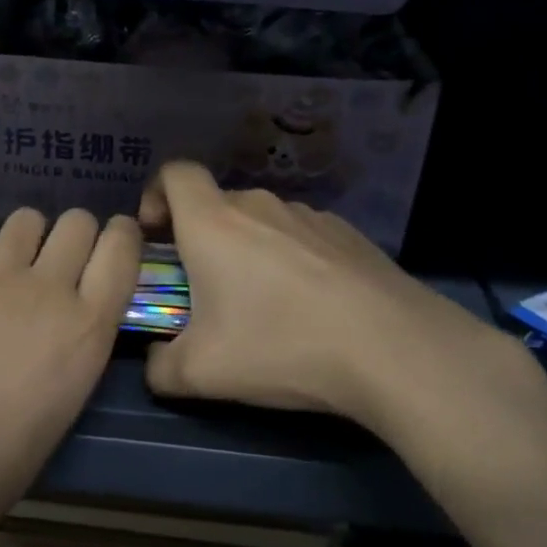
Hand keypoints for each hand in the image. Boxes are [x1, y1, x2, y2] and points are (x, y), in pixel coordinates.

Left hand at [0, 208, 141, 521]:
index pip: (122, 247)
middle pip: (77, 221)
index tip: (113, 242)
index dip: (122, 236)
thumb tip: (72, 315)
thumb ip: (80, 342)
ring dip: (28, 237)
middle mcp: (48, 288)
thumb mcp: (70, 400)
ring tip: (13, 265)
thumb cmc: (4, 460)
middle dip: (76, 235)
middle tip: (60, 262)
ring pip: (26, 219)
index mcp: (88, 326)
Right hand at [139, 162, 536, 445]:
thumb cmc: (280, 346)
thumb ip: (160, 367)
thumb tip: (156, 363)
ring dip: (248, 250)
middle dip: (201, 238)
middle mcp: (259, 205)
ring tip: (264, 305)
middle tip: (205, 289)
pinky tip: (312, 307)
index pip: (174, 173)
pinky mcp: (348, 233)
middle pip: (217, 203)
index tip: (157, 236)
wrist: (391, 347)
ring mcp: (309, 215)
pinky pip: (302, 237)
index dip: (156, 195)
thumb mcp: (201, 374)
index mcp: (213, 222)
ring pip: (261, 221)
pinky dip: (292, 260)